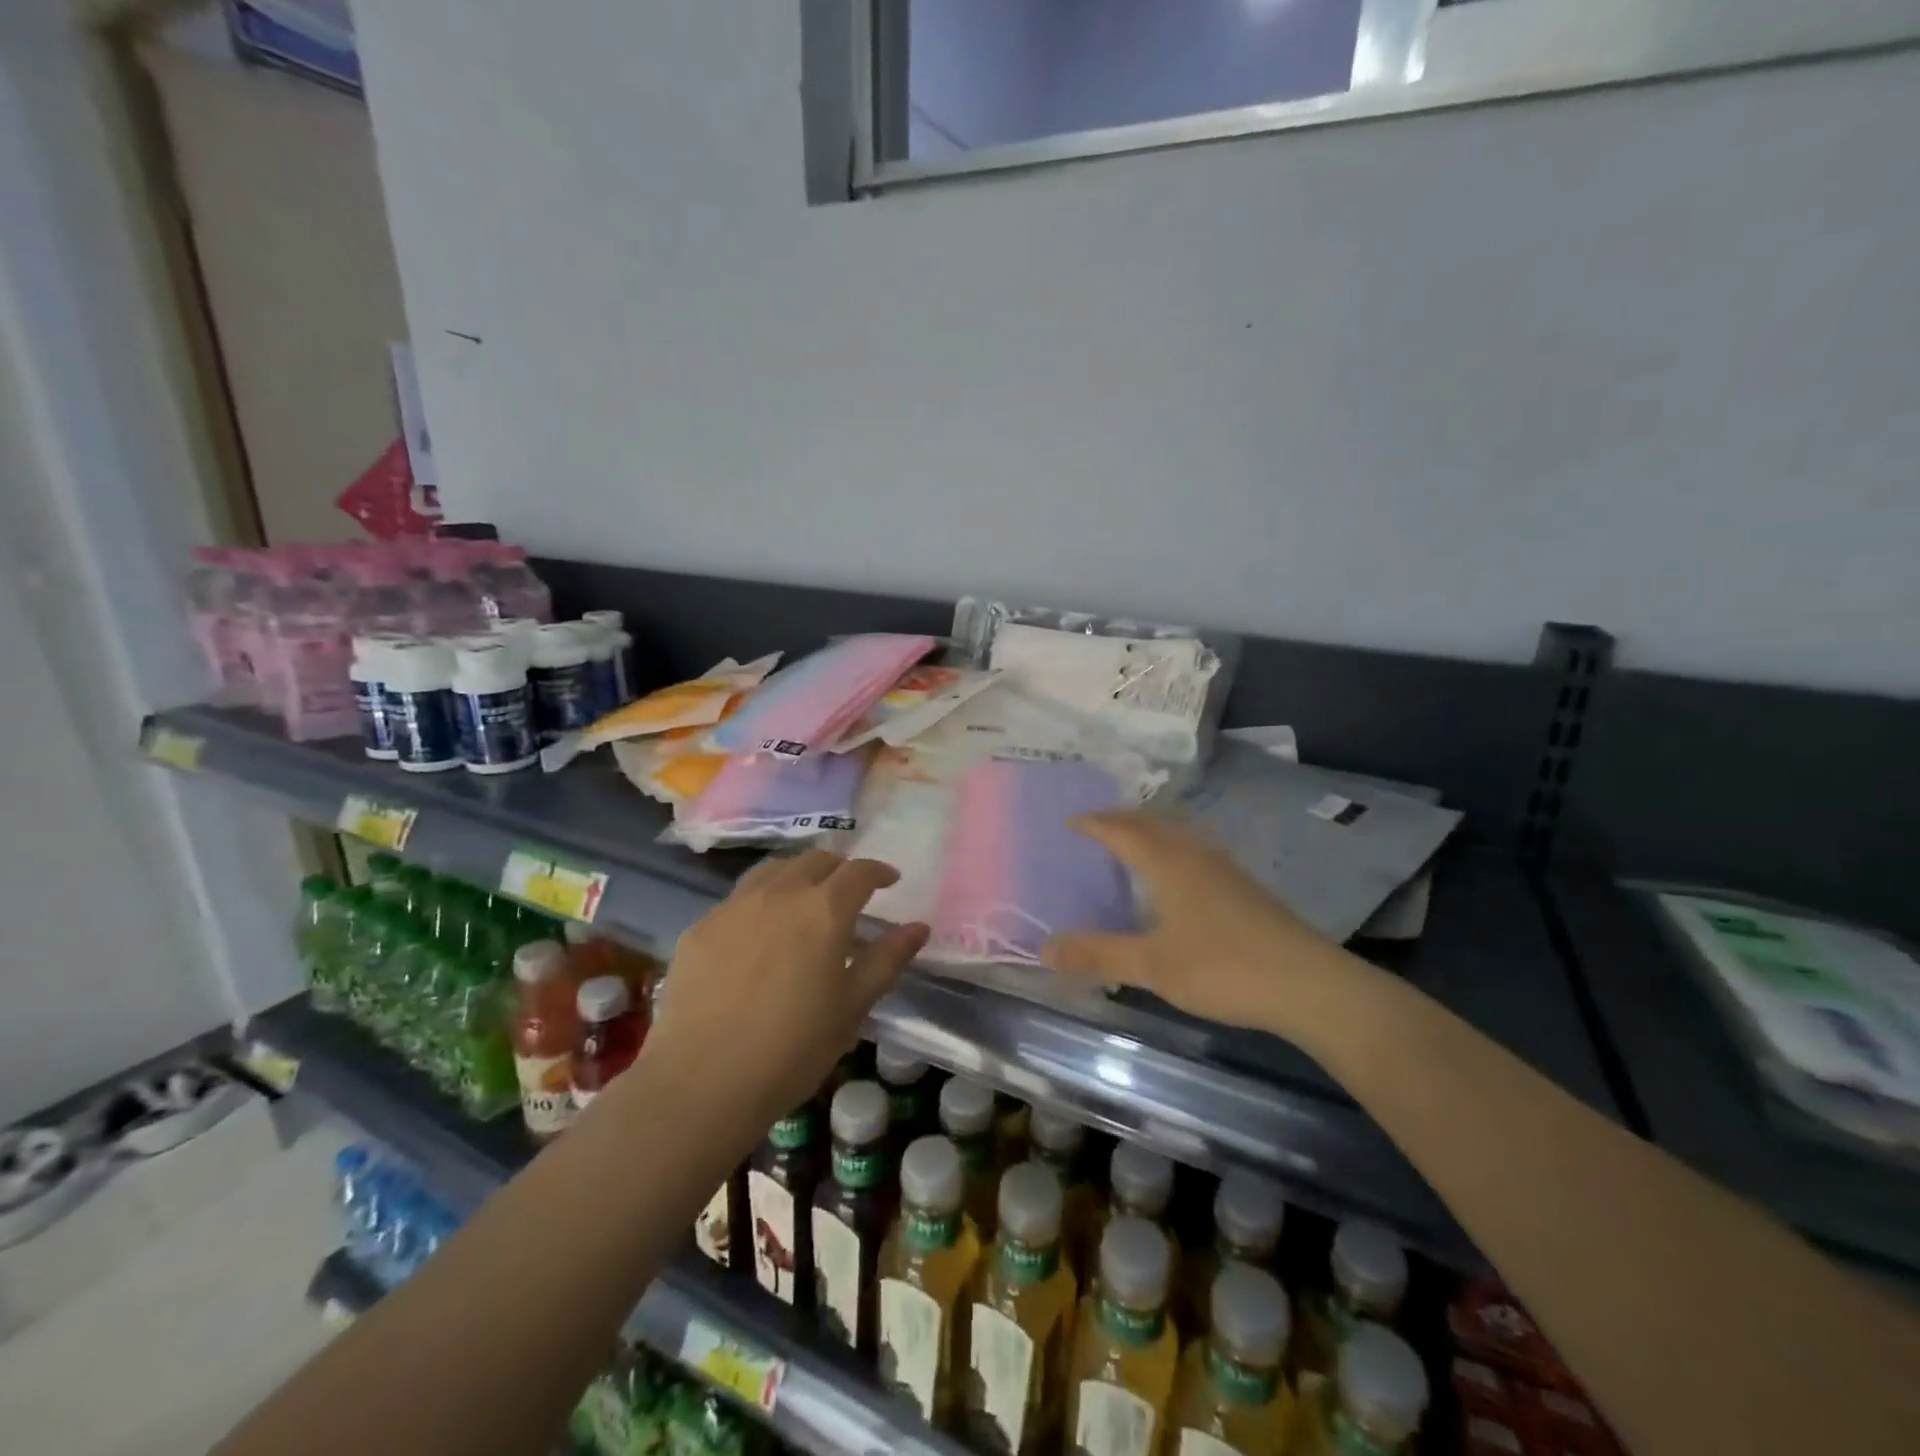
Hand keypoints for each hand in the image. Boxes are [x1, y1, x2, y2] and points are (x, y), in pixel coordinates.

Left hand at [647, 850, 928, 1123]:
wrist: (702, 1082)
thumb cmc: (793, 1049)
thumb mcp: (853, 1007)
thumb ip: (887, 959)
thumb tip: (918, 927)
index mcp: (824, 910)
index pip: (858, 871)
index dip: (878, 871)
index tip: (889, 880)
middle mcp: (780, 893)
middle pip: (815, 860)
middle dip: (839, 868)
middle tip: (848, 891)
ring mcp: (734, 906)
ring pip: (773, 870)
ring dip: (798, 875)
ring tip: (804, 899)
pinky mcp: (701, 926)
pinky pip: (738, 898)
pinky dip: (761, 901)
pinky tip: (759, 933)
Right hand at [1040, 811, 1349, 1038]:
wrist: (1310, 984)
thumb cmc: (1224, 968)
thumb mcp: (1153, 966)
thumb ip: (1098, 955)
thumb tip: (1044, 947)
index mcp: (1169, 863)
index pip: (1122, 830)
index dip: (1095, 823)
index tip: (1070, 820)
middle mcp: (1196, 855)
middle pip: (1152, 823)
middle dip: (1121, 819)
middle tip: (1095, 824)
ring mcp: (1225, 869)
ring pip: (1178, 835)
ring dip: (1149, 831)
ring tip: (1132, 842)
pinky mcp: (1244, 888)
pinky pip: (1195, 851)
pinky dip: (1172, 848)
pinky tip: (1178, 875)